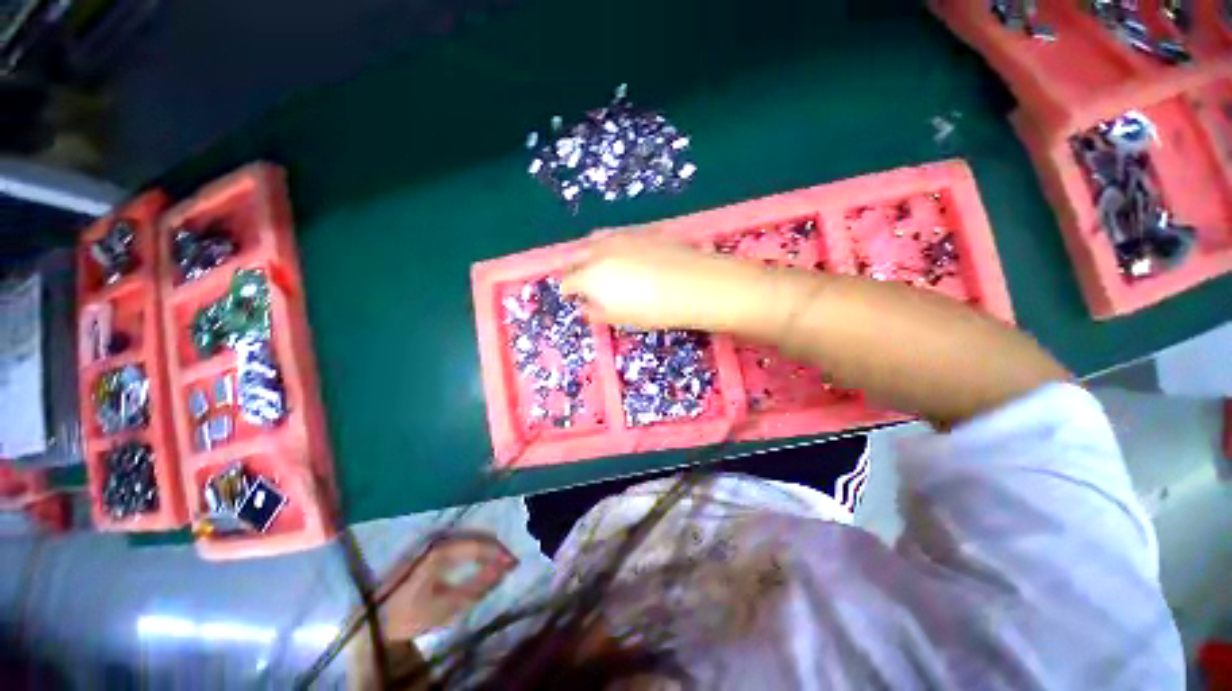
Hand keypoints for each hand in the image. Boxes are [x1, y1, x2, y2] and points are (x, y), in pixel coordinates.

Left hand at [376, 533, 517, 640]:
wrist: (374, 620)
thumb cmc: (410, 615)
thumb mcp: (446, 607)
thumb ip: (479, 586)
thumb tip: (507, 568)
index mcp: (440, 551)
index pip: (479, 544)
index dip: (499, 553)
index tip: (515, 564)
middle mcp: (437, 539)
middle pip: (475, 536)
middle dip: (495, 549)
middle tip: (510, 564)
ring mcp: (432, 541)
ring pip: (469, 538)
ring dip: (486, 549)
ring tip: (499, 564)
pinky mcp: (429, 548)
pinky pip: (460, 543)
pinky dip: (475, 550)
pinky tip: (480, 561)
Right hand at [562, 231, 757, 330]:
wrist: (694, 284)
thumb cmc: (653, 309)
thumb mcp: (621, 318)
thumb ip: (596, 312)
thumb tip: (584, 307)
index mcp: (590, 275)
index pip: (568, 281)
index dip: (567, 290)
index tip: (570, 296)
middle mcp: (600, 250)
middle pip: (576, 255)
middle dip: (572, 267)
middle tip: (578, 278)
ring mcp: (620, 236)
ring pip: (594, 239)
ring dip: (588, 251)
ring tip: (594, 261)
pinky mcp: (640, 230)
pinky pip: (615, 234)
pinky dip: (608, 243)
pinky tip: (619, 251)